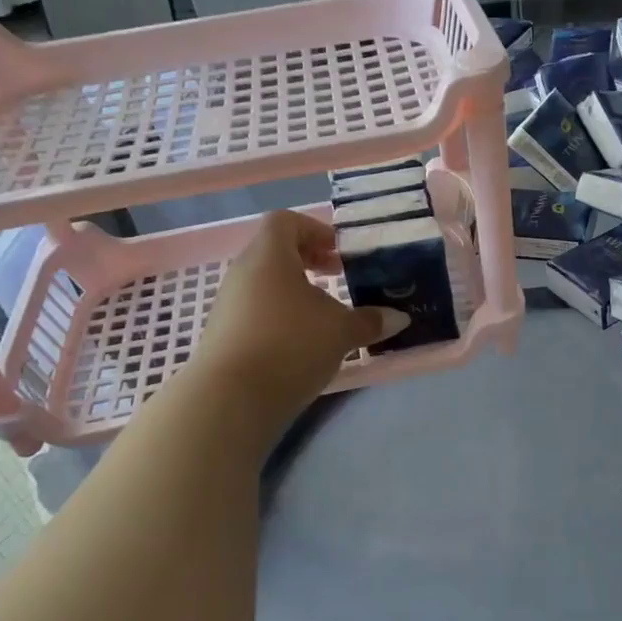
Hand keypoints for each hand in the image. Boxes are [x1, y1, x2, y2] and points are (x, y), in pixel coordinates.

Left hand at [184, 212, 406, 438]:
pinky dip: (279, 318)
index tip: (339, 253)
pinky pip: (254, 313)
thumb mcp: (341, 331)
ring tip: (322, 317)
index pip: (285, 221)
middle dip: (308, 262)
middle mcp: (242, 273)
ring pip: (264, 285)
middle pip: (274, 252)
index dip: (315, 231)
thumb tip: (399, 318)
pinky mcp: (222, 336)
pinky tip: (300, 345)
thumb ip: (370, 321)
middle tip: (336, 278)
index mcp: (269, 256)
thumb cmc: (290, 345)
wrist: (230, 399)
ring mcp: (227, 305)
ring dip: (294, 293)